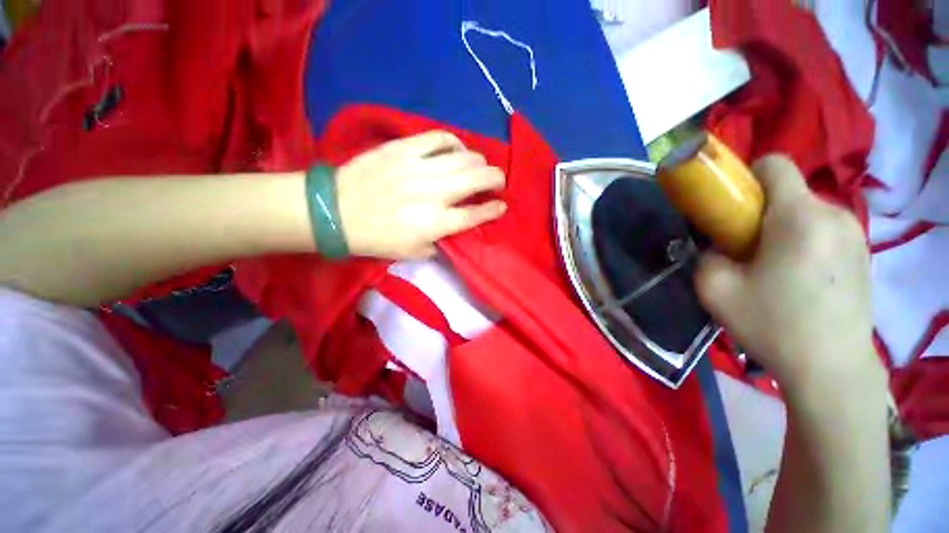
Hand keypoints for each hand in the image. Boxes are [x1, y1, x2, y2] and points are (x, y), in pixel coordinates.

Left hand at [335, 131, 506, 260]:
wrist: (335, 212)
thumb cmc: (377, 239)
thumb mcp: (414, 254)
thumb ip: (442, 243)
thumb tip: (461, 230)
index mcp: (435, 223)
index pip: (476, 214)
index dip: (494, 209)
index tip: (502, 206)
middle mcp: (433, 194)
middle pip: (478, 179)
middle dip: (496, 179)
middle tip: (498, 183)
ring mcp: (418, 167)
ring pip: (464, 156)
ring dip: (479, 162)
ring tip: (479, 167)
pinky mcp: (402, 148)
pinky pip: (439, 138)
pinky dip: (455, 142)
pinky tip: (457, 150)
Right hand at [694, 155, 879, 391]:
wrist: (832, 368)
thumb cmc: (773, 326)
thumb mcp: (716, 289)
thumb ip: (706, 255)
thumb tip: (717, 245)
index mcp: (799, 218)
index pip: (774, 165)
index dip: (746, 176)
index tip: (731, 207)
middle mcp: (834, 214)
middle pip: (788, 191)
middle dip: (760, 211)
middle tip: (745, 248)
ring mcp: (854, 233)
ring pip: (806, 211)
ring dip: (782, 227)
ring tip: (773, 266)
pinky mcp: (863, 251)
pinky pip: (824, 229)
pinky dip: (804, 240)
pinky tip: (798, 276)